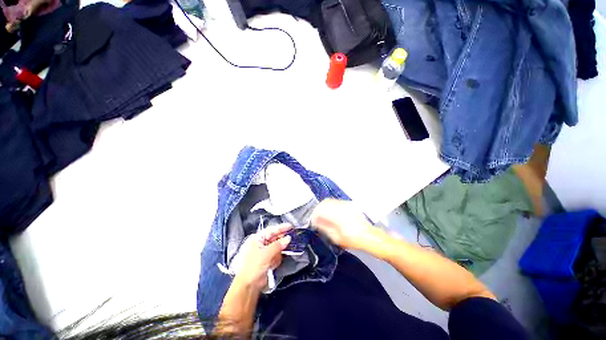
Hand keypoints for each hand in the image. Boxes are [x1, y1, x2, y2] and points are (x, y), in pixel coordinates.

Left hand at [232, 224, 291, 290]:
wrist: (247, 286)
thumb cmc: (253, 266)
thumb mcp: (266, 253)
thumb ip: (278, 245)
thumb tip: (288, 238)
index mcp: (257, 239)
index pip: (271, 230)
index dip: (281, 228)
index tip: (291, 226)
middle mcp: (260, 243)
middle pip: (274, 238)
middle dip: (282, 239)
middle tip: (291, 238)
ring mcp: (264, 252)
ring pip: (277, 247)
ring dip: (279, 251)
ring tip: (277, 256)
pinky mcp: (267, 261)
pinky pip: (276, 255)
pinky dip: (276, 259)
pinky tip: (273, 264)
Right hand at [311, 199, 375, 249]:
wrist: (369, 236)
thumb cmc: (353, 240)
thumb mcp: (336, 238)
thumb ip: (324, 227)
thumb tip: (315, 221)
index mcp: (338, 216)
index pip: (321, 209)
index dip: (314, 215)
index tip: (312, 221)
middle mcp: (341, 207)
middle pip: (324, 203)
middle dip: (317, 210)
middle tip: (316, 218)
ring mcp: (346, 204)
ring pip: (329, 201)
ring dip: (323, 207)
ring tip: (322, 216)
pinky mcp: (348, 204)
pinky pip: (335, 202)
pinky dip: (329, 206)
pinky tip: (330, 214)